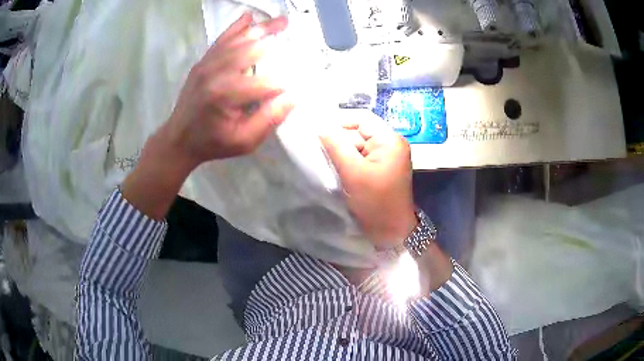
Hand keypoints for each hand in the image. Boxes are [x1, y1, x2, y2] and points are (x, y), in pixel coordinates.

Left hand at [122, 13, 291, 219]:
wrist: (178, 139)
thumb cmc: (212, 143)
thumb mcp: (243, 141)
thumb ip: (268, 119)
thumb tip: (293, 97)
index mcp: (227, 95)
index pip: (267, 81)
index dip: (288, 79)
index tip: (302, 78)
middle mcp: (217, 74)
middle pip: (253, 49)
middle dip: (276, 38)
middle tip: (294, 28)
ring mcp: (207, 65)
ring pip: (238, 40)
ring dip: (261, 29)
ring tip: (281, 20)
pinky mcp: (202, 63)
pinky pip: (221, 40)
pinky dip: (236, 27)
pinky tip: (248, 17)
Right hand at [320, 111, 417, 248]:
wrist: (392, 231)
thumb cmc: (375, 202)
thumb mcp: (353, 172)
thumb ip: (336, 146)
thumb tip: (320, 126)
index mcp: (390, 140)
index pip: (361, 119)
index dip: (339, 122)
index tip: (318, 133)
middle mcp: (390, 143)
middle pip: (359, 132)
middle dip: (340, 142)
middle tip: (321, 153)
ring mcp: (386, 157)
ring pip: (357, 146)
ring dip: (343, 154)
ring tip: (328, 164)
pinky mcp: (381, 168)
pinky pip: (361, 157)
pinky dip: (349, 162)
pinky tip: (339, 171)